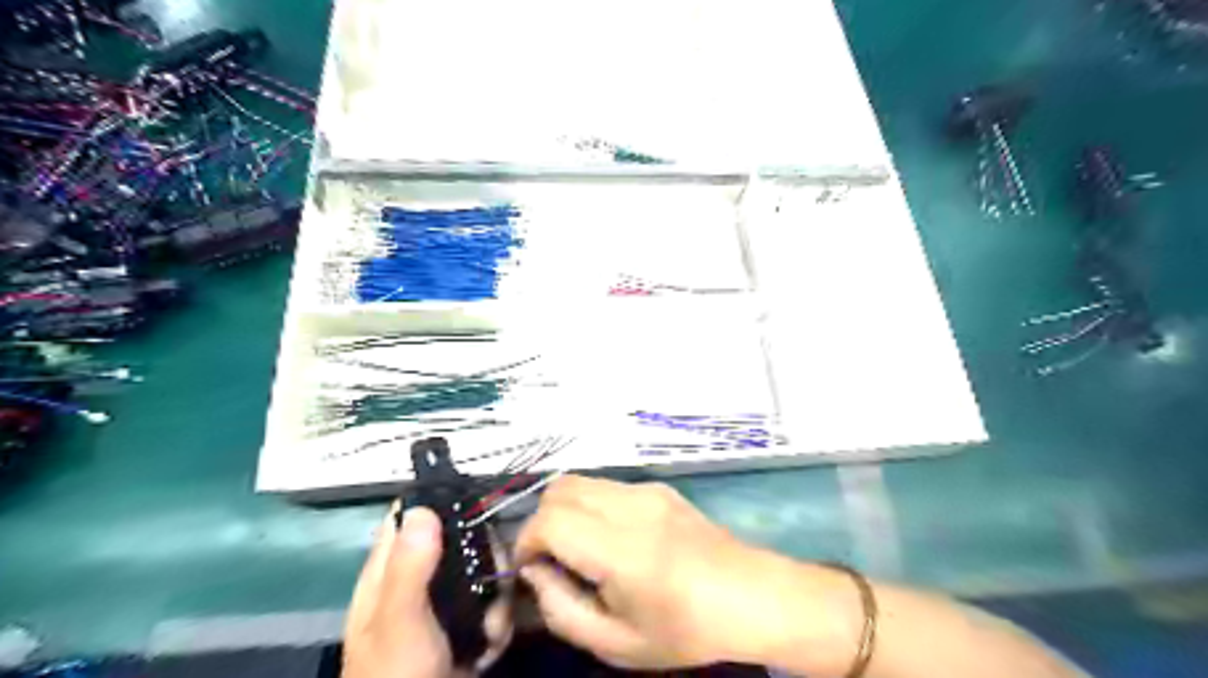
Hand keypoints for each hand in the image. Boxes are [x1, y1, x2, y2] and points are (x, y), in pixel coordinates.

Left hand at [343, 506, 509, 675]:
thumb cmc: (396, 675)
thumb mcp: (398, 621)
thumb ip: (410, 567)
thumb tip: (422, 507)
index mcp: (388, 572)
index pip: (407, 517)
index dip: (436, 501)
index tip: (472, 497)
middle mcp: (418, 580)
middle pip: (460, 541)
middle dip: (483, 558)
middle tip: (491, 575)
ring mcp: (445, 604)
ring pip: (483, 572)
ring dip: (495, 599)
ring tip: (489, 626)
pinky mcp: (467, 627)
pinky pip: (494, 605)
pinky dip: (498, 623)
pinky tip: (489, 645)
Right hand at [517, 473, 847, 670]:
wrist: (753, 596)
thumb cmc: (686, 629)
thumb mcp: (617, 644)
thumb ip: (562, 609)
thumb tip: (535, 572)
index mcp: (622, 549)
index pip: (550, 519)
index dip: (526, 542)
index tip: (529, 569)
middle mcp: (632, 506)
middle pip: (559, 488)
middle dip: (541, 520)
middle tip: (551, 558)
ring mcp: (648, 490)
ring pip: (581, 480)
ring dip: (565, 509)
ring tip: (579, 548)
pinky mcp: (660, 487)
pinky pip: (607, 485)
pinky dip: (590, 504)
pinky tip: (610, 537)